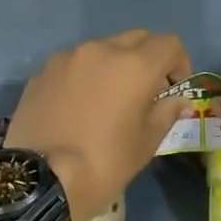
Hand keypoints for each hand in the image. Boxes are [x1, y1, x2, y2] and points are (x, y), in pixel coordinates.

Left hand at [5, 30, 190, 220]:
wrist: (41, 181)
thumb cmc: (105, 163)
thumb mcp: (146, 143)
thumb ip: (166, 112)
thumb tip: (179, 100)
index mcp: (135, 65)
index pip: (169, 43)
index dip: (179, 62)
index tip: (175, 87)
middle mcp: (101, 50)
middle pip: (135, 39)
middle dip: (147, 58)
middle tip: (145, 90)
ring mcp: (67, 57)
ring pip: (101, 49)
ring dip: (113, 65)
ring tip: (107, 99)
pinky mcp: (42, 71)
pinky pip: (73, 64)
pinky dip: (84, 76)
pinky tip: (77, 107)